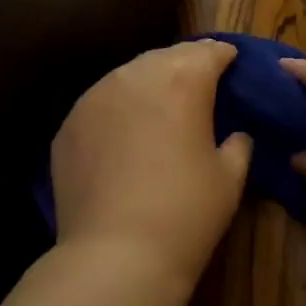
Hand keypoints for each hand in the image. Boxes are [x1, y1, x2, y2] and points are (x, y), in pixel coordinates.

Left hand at [51, 40, 252, 292]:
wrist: (116, 254)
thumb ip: (237, 144)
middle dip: (184, 64)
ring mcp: (94, 98)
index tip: (230, 60)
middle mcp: (134, 77)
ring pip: (127, 76)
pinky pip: (100, 105)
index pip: (207, 52)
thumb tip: (235, 134)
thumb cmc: (186, 212)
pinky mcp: (68, 125)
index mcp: (182, 81)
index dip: (222, 54)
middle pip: (165, 57)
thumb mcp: (230, 178)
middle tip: (199, 80)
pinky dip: (117, 110)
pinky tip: (124, 133)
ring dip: (148, 84)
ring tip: (159, 105)